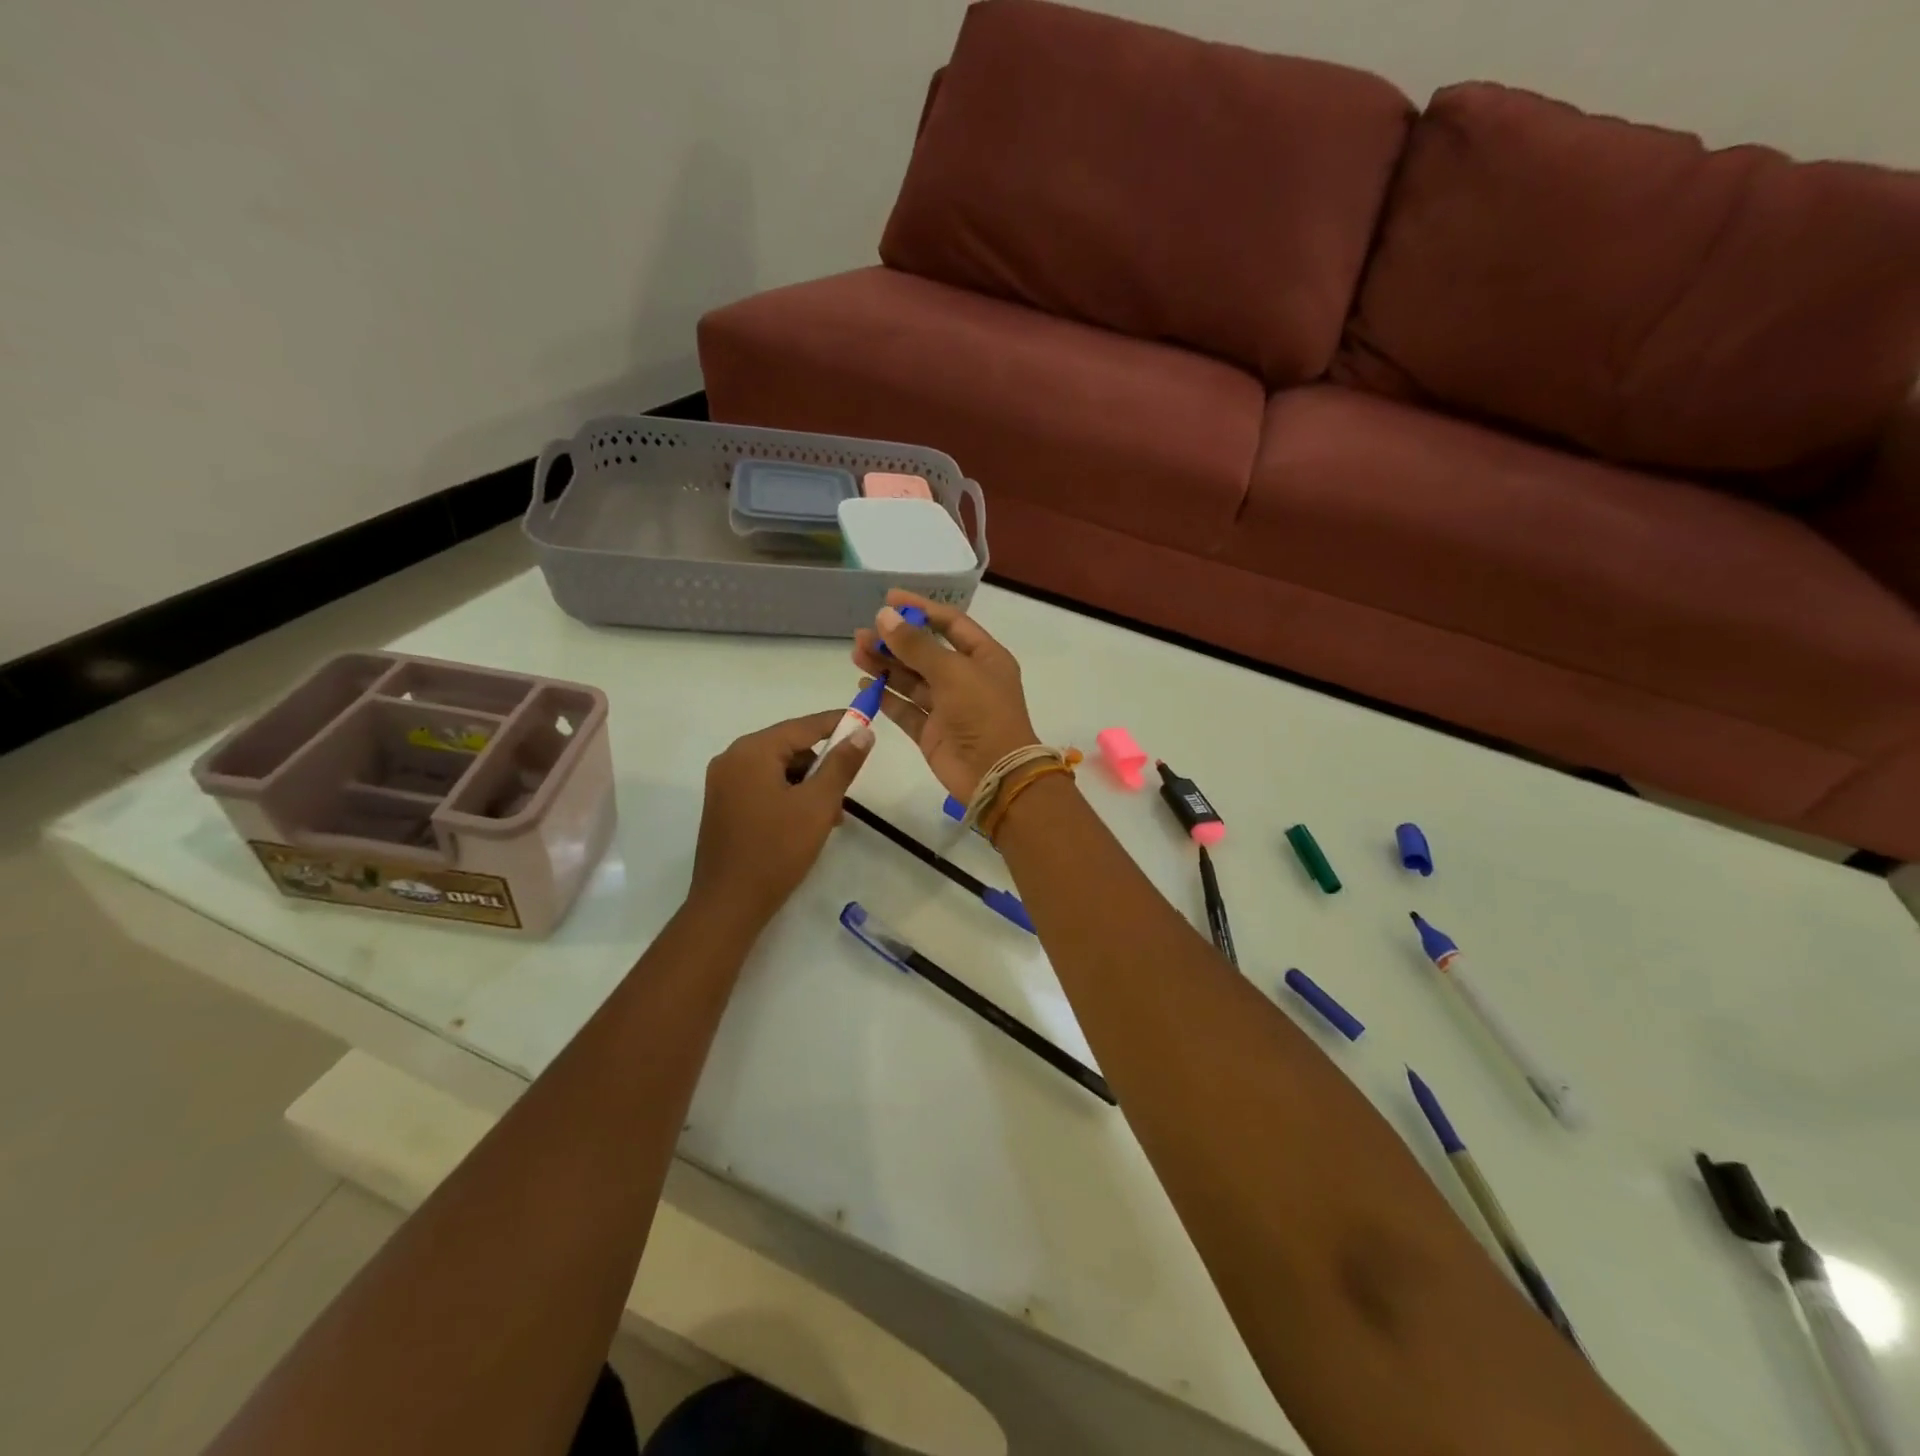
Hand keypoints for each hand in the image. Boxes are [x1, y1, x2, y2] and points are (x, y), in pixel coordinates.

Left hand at [689, 710, 874, 926]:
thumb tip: (863, 732)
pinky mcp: (723, 806)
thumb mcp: (818, 804)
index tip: (866, 721)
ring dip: (807, 784)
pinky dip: (789, 796)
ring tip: (830, 815)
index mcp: (752, 752)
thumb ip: (842, 764)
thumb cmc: (777, 850)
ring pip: (778, 769)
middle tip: (847, 788)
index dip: (837, 723)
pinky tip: (806, 822)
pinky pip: (763, 787)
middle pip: (789, 747)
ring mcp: (723, 784)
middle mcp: (732, 759)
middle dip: (822, 763)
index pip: (803, 726)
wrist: (729, 904)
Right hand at [851, 590, 1039, 801]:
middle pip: (926, 652)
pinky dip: (886, 696)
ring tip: (857, 652)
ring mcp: (948, 707)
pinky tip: (865, 683)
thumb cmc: (982, 713)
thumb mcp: (952, 671)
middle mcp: (966, 678)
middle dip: (895, 641)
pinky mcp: (932, 732)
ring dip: (886, 665)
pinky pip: (906, 708)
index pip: (950, 623)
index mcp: (984, 657)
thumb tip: (885, 616)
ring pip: (912, 679)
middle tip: (863, 634)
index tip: (888, 599)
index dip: (921, 609)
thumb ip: (916, 645)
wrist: (994, 773)